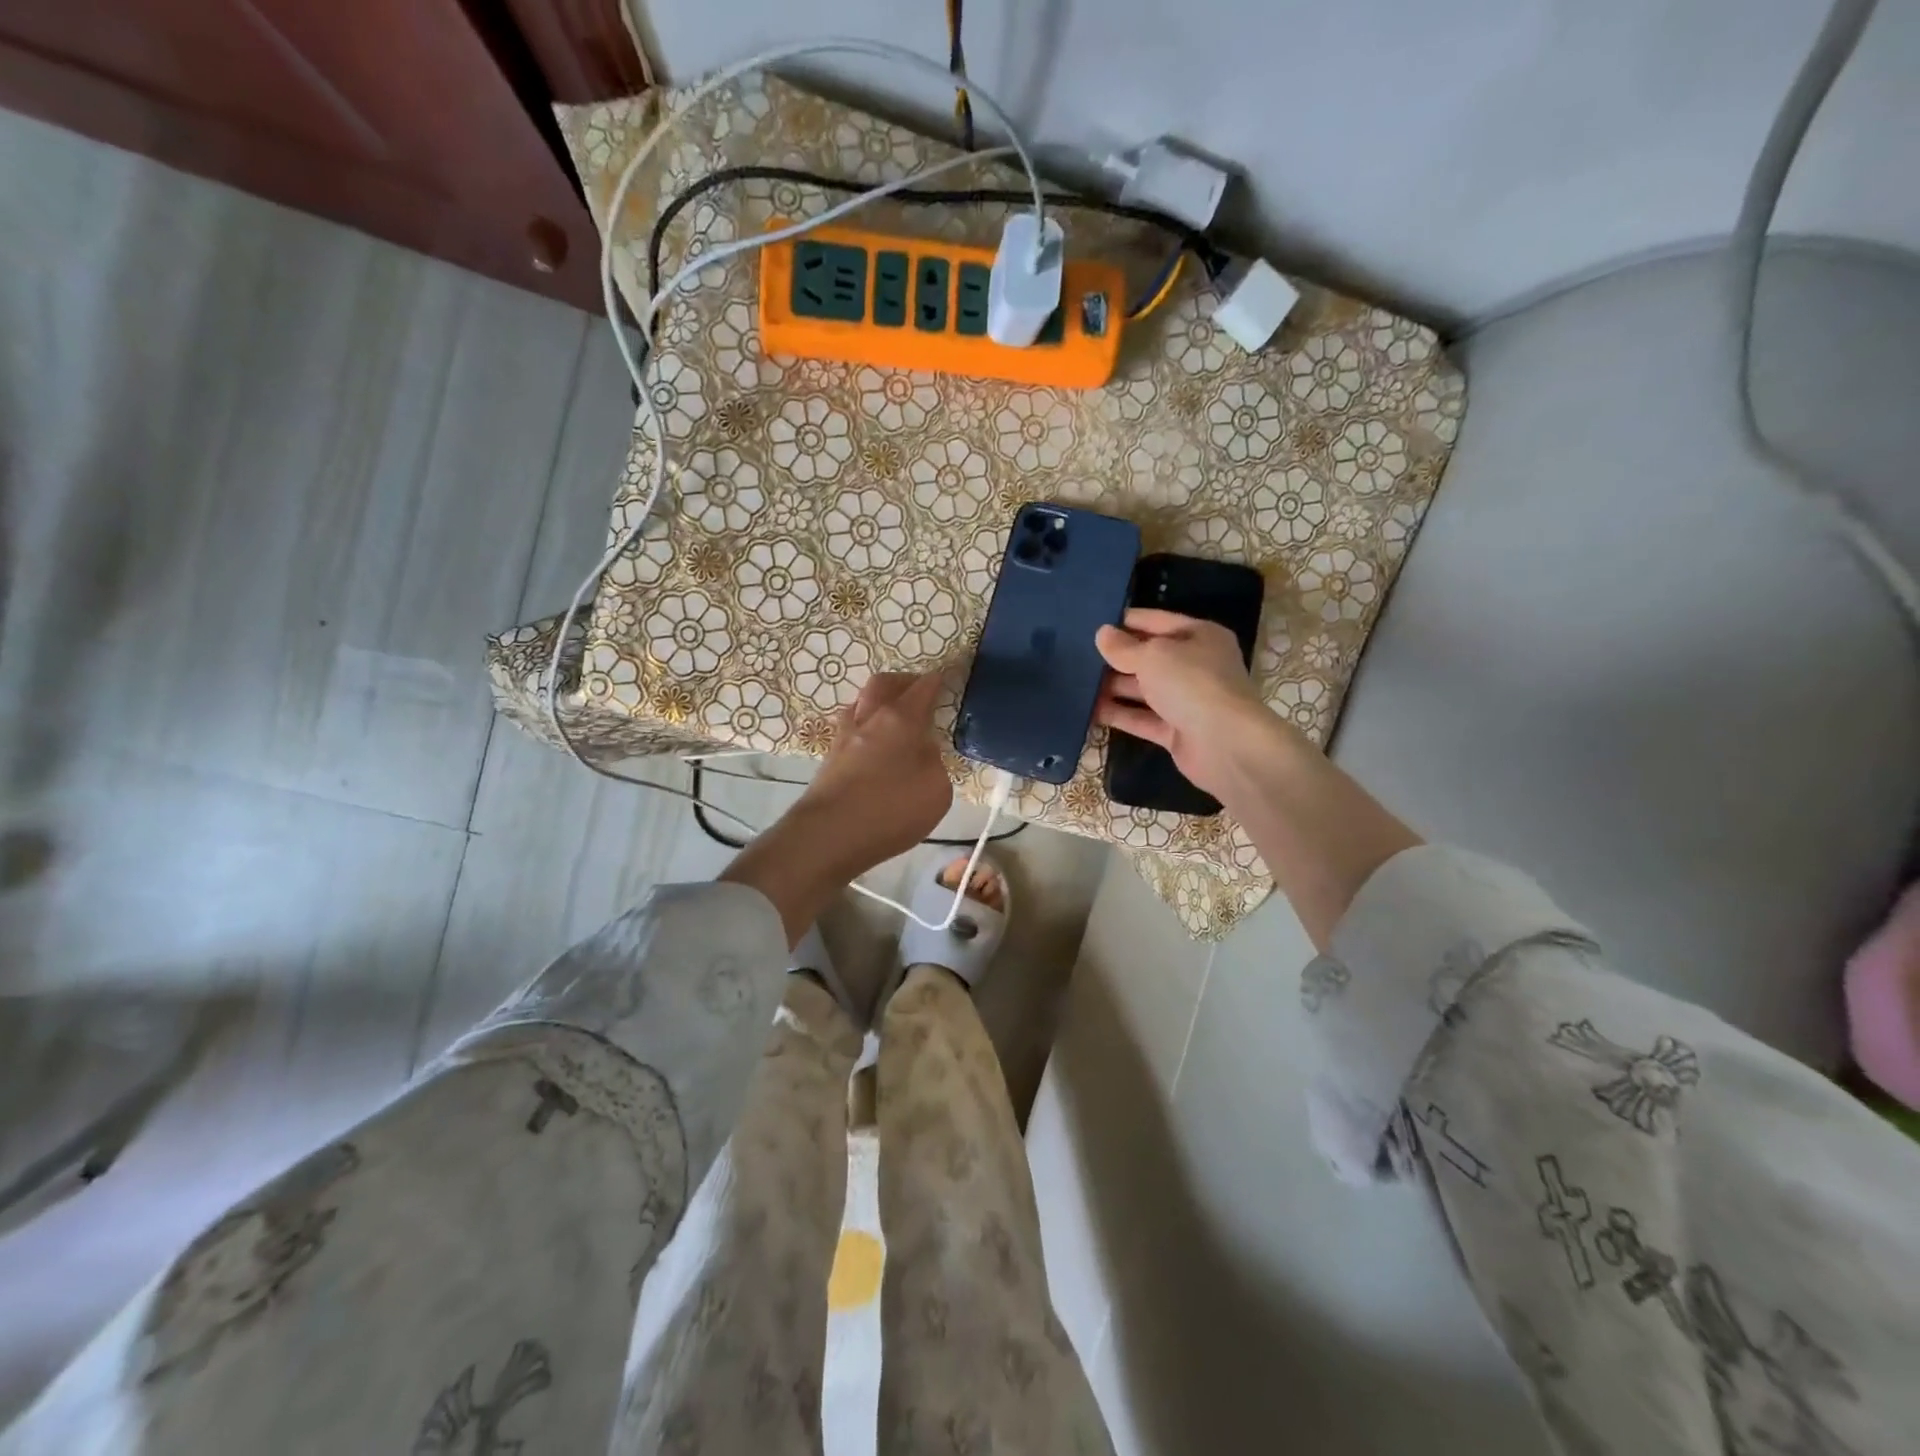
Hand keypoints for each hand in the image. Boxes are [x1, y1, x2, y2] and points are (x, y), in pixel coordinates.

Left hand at [797, 671, 953, 874]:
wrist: (829, 835)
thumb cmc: (891, 810)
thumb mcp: (936, 790)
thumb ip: (933, 762)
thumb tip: (922, 749)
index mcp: (900, 719)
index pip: (923, 688)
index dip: (937, 680)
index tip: (947, 677)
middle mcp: (869, 719)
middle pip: (883, 684)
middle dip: (903, 682)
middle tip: (918, 691)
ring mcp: (844, 738)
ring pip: (861, 704)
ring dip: (879, 703)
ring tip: (894, 718)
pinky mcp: (829, 760)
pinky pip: (851, 729)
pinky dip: (866, 728)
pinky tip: (875, 746)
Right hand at [1094, 608, 1291, 802]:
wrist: (1226, 744)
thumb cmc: (1192, 684)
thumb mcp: (1153, 656)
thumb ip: (1124, 647)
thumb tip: (1102, 634)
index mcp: (1200, 636)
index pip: (1158, 621)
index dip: (1127, 621)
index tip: (1093, 623)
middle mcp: (1195, 666)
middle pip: (1150, 657)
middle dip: (1117, 657)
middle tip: (1077, 655)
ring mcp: (1186, 701)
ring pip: (1144, 689)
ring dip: (1113, 687)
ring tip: (1076, 683)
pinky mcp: (1176, 732)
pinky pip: (1142, 718)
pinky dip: (1119, 715)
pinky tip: (1089, 711)